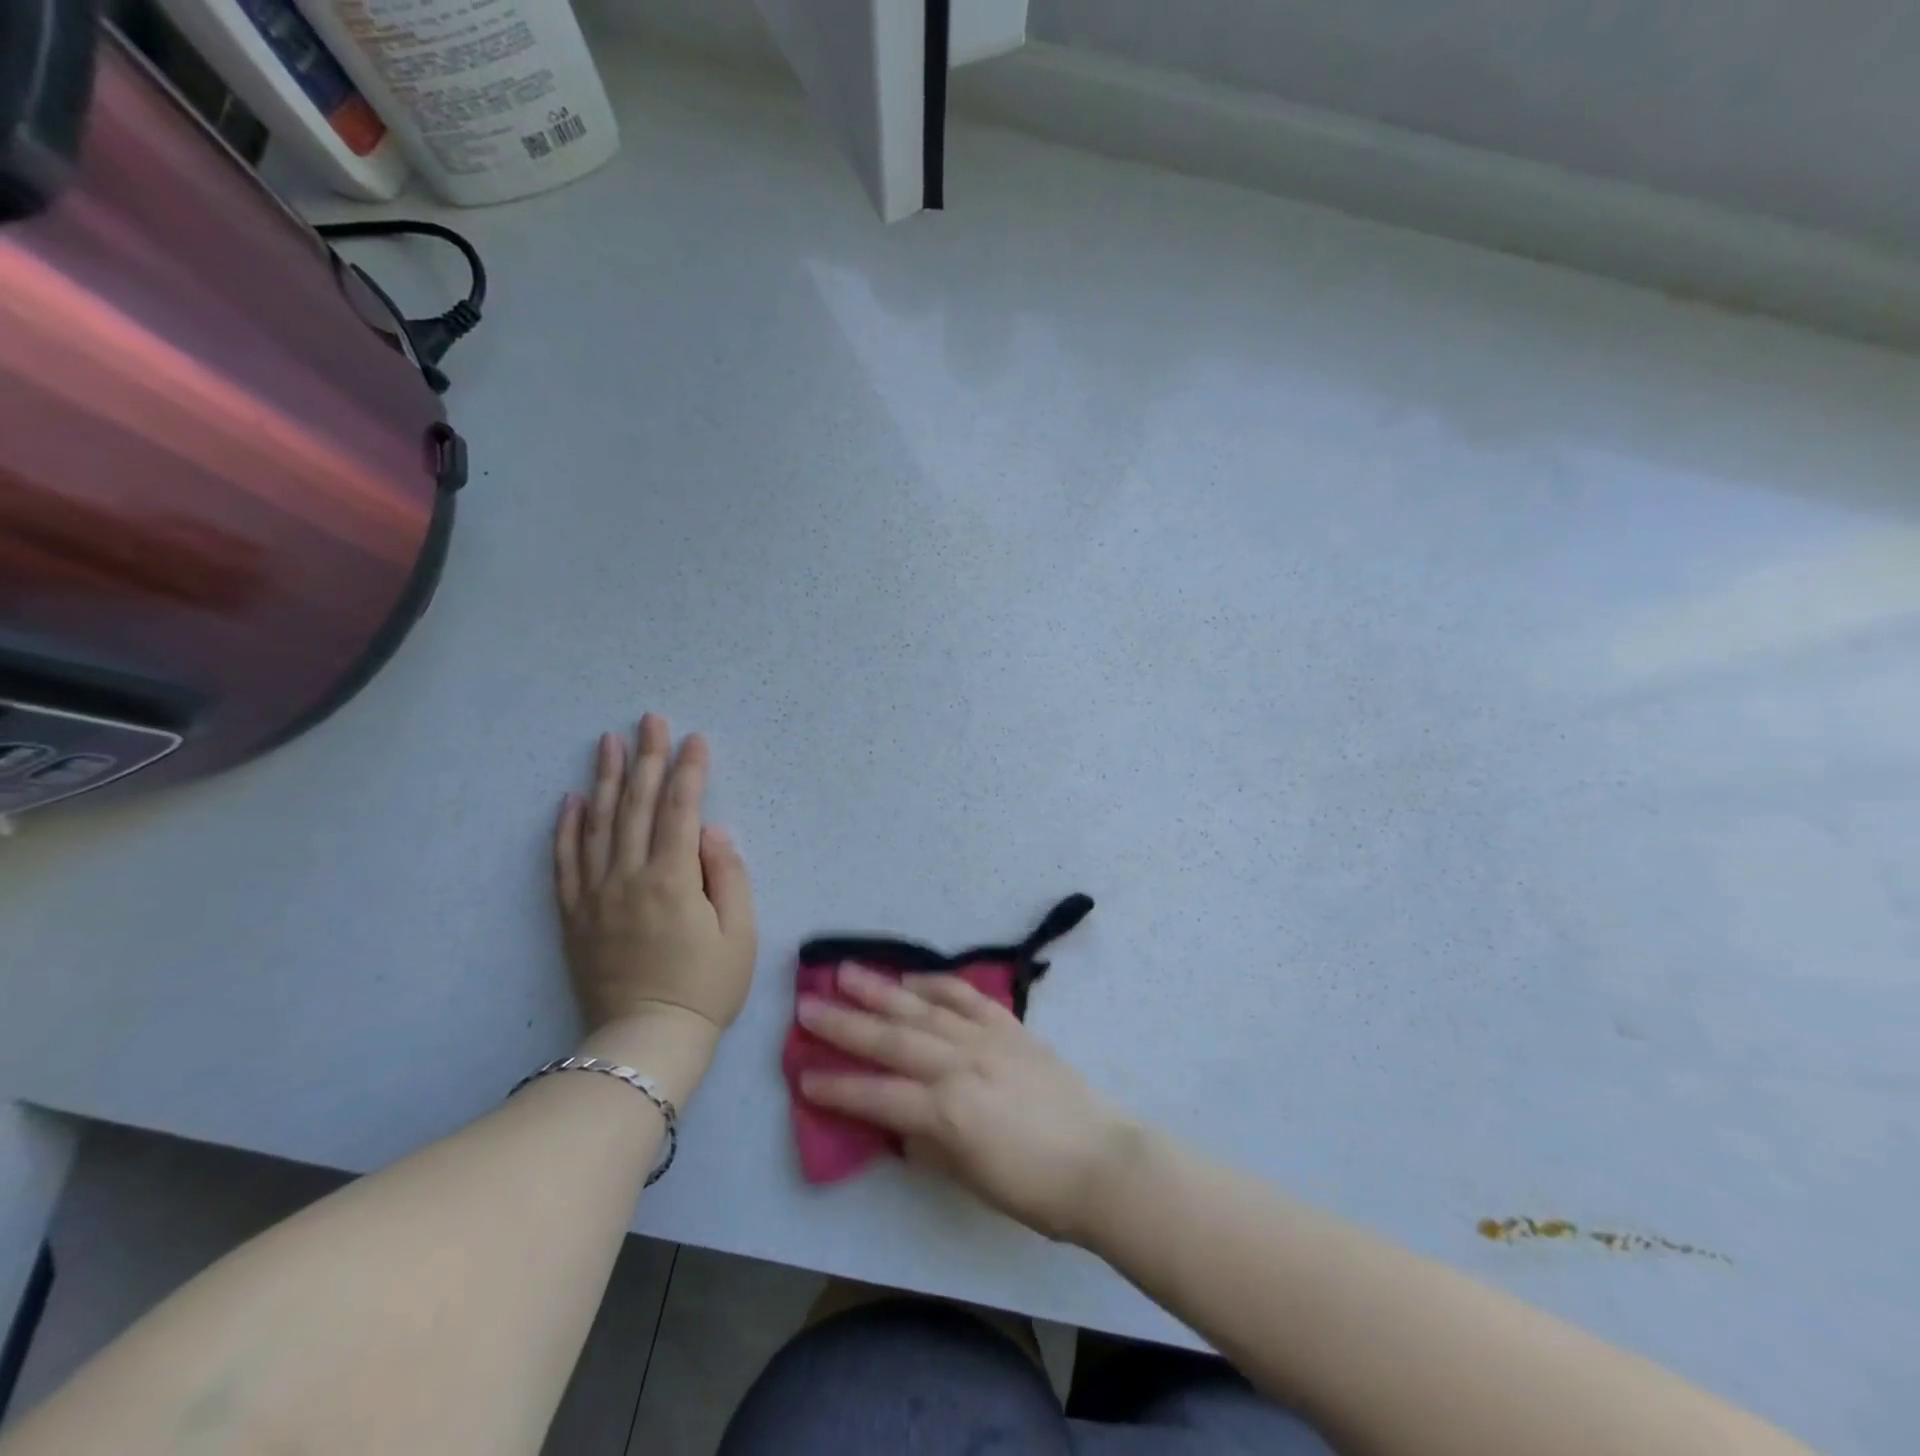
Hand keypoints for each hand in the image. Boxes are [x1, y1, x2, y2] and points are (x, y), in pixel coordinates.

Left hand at [554, 715, 756, 1038]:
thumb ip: (728, 875)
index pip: (680, 810)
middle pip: (635, 805)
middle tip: (649, 720)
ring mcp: (595, 895)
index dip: (688, 771)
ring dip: (604, 779)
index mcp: (672, 880)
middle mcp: (628, 877)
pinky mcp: (574, 915)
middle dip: (646, 758)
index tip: (694, 739)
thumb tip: (712, 831)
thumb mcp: (739, 934)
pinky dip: (566, 827)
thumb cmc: (706, 987)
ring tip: (608, 742)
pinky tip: (570, 800)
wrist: (646, 1040)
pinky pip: (565, 862)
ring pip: (597, 824)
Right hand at [796, 966, 1138, 1242]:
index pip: (878, 1096)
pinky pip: (966, 998)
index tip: (802, 1075)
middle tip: (806, 1004)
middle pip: (892, 1039)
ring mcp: (986, 1039)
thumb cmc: (1035, 1189)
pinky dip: (937, 984)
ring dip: (882, 989)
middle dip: (845, 1023)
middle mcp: (961, 1065)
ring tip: (846, 971)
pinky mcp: (1010, 1027)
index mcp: (948, 1112)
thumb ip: (928, 1144)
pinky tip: (913, 977)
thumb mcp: (969, 1180)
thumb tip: (898, 1121)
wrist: (1101, 1160)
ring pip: (923, 1008)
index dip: (838, 1087)